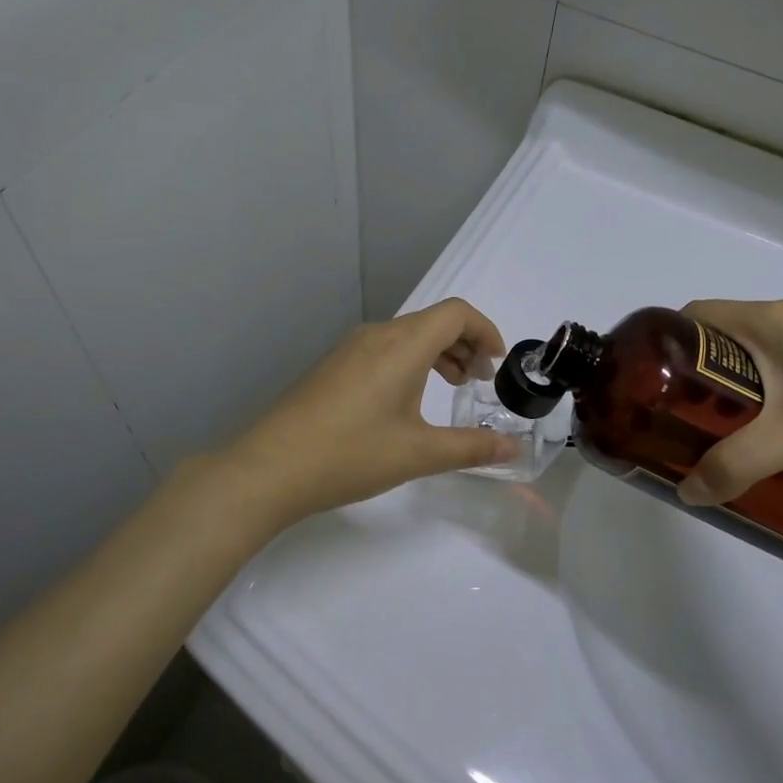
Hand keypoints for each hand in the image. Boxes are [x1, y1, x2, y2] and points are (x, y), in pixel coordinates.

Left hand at [224, 298, 517, 525]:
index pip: (456, 313)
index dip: (486, 330)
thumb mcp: (418, 454)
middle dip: (466, 345)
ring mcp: (350, 349)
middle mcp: (376, 335)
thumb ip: (471, 448)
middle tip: (478, 384)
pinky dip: (410, 363)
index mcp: (402, 344)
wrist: (269, 468)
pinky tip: (406, 402)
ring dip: (438, 354)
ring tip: (450, 389)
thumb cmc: (350, 455)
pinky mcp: (333, 366)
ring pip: (408, 336)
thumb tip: (512, 448)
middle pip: (433, 321)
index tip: (498, 366)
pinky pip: (384, 349)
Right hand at [677, 298, 782, 505]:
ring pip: (757, 350)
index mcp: (763, 320)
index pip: (690, 317)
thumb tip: (688, 493)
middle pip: (720, 336)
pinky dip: (773, 384)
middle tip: (691, 420)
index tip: (656, 388)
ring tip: (737, 428)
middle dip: (699, 376)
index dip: (666, 348)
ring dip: (738, 383)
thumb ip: (737, 466)